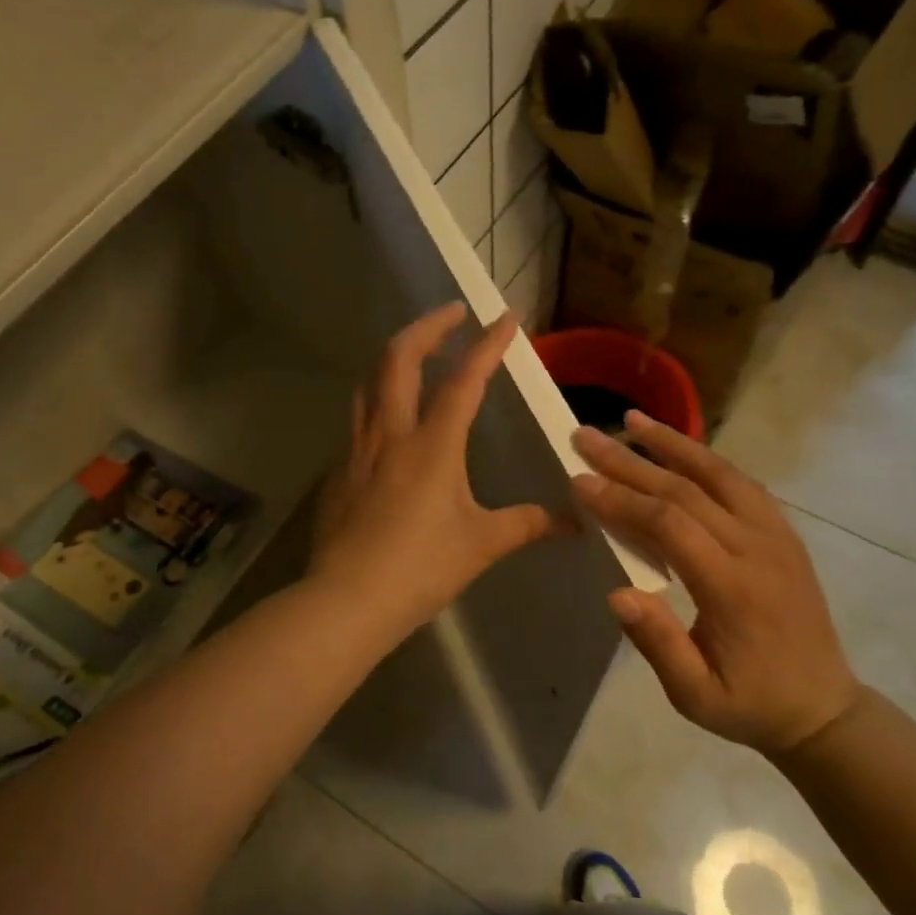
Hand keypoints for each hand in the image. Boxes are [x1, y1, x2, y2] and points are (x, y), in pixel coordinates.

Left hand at [310, 304, 558, 641]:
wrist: (347, 600)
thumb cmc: (420, 568)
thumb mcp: (481, 544)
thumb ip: (528, 524)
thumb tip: (576, 522)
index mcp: (432, 444)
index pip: (463, 380)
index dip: (487, 345)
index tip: (506, 317)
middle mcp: (390, 433)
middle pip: (399, 358)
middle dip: (428, 327)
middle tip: (452, 314)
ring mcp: (357, 449)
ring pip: (370, 382)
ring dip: (395, 357)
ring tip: (418, 356)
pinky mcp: (339, 470)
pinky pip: (358, 419)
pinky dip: (378, 400)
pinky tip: (391, 422)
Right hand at [572, 412, 860, 755]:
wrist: (823, 708)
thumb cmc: (750, 704)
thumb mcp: (696, 696)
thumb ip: (659, 645)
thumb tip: (617, 593)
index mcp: (733, 589)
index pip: (670, 526)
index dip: (621, 499)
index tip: (579, 480)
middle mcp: (757, 549)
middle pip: (687, 489)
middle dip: (630, 461)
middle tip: (585, 436)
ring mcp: (776, 536)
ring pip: (719, 474)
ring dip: (672, 444)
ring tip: (631, 420)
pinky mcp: (783, 534)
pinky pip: (741, 483)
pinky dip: (705, 459)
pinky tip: (678, 448)